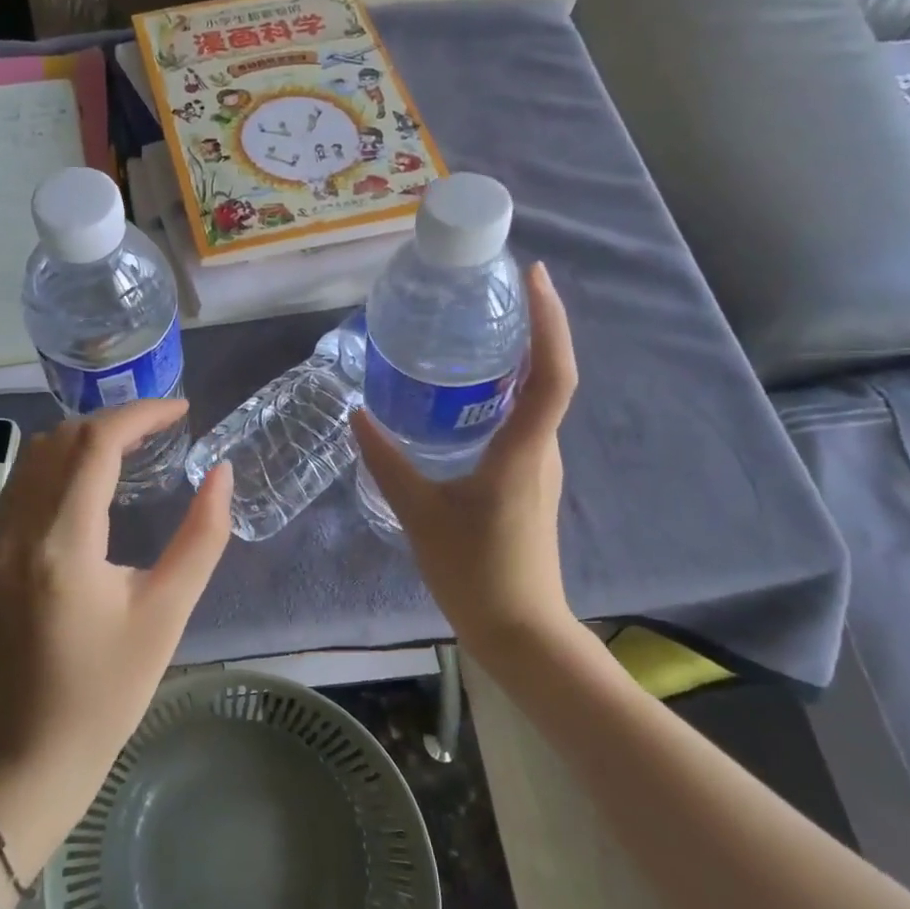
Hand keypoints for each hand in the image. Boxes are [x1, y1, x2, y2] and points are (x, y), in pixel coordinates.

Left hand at [0, 400, 231, 879]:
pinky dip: (56, 465)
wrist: (35, 747)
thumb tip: (222, 473)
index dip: (140, 415)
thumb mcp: (169, 611)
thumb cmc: (111, 687)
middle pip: (62, 439)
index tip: (180, 411)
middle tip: (160, 430)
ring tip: (129, 449)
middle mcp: (16, 531)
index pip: (96, 445)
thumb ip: (202, 535)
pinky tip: (87, 485)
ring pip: (34, 455)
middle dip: (114, 421)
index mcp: (63, 546)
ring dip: (82, 439)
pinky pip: (18, 485)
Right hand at [351, 262, 581, 663]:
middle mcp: (541, 449)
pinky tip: (466, 396)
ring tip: (476, 332)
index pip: (553, 372)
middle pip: (549, 375)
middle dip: (532, 327)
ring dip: (519, 360)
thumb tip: (357, 415)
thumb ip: (386, 461)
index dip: (550, 321)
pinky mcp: (528, 481)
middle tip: (491, 293)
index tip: (534, 276)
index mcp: (524, 449)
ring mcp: (539, 466)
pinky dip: (505, 393)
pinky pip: (522, 421)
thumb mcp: (420, 512)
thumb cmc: (476, 571)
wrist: (520, 632)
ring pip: (536, 399)